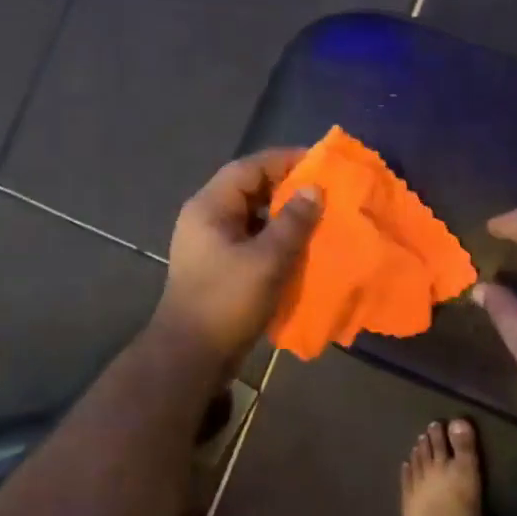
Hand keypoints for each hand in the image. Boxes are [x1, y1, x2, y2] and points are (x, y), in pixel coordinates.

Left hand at [151, 149, 321, 370]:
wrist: (192, 355)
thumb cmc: (227, 301)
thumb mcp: (267, 259)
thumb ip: (293, 222)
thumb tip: (315, 189)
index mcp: (209, 207)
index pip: (249, 168)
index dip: (284, 160)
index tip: (319, 162)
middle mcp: (206, 219)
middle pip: (250, 190)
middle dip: (287, 189)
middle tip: (325, 192)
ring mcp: (210, 244)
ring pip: (253, 217)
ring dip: (283, 216)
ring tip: (318, 218)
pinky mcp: (218, 267)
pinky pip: (251, 241)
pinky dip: (275, 240)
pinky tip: (299, 248)